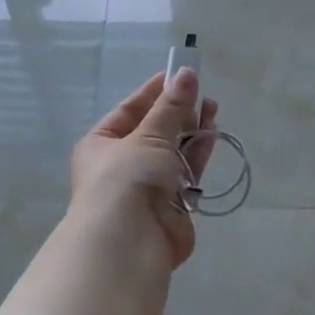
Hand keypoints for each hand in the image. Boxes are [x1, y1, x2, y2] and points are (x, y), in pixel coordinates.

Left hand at [70, 68, 217, 268]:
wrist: (130, 242)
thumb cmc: (127, 179)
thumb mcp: (148, 136)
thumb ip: (171, 107)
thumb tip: (186, 73)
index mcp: (101, 144)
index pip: (130, 110)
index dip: (155, 92)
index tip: (181, 74)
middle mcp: (121, 164)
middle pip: (154, 131)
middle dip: (179, 112)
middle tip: (204, 94)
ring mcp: (147, 186)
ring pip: (173, 151)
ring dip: (192, 131)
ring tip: (213, 110)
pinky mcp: (171, 205)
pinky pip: (186, 172)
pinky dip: (198, 154)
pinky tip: (213, 135)